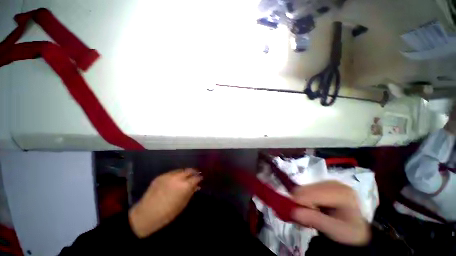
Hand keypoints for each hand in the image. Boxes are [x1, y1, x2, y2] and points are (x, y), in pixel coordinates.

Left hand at [128, 168, 201, 237]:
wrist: (145, 215)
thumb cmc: (167, 214)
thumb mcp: (182, 204)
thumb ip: (190, 192)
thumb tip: (196, 186)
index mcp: (184, 186)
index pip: (196, 177)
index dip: (199, 178)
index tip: (201, 179)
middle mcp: (177, 178)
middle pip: (189, 170)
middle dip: (194, 172)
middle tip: (195, 175)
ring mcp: (168, 175)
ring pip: (181, 170)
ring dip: (185, 172)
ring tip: (186, 177)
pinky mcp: (160, 176)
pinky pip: (172, 172)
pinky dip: (177, 174)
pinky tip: (176, 180)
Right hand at [291, 181, 370, 245]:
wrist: (355, 231)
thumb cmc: (349, 233)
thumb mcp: (336, 231)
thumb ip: (315, 220)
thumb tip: (293, 212)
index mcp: (342, 193)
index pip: (315, 193)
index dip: (301, 201)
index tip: (292, 212)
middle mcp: (334, 183)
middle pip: (308, 189)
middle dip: (300, 202)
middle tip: (300, 216)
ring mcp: (327, 183)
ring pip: (304, 188)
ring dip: (301, 201)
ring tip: (307, 214)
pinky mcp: (321, 184)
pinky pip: (305, 189)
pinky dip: (303, 199)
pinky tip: (310, 208)